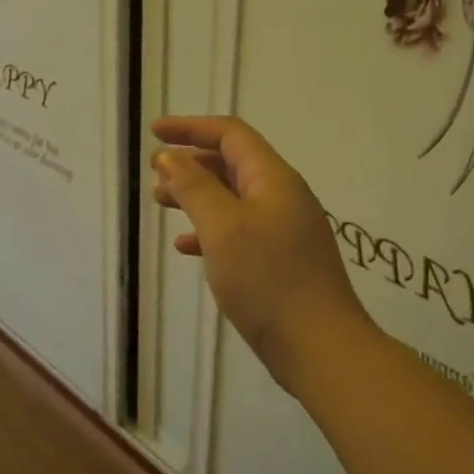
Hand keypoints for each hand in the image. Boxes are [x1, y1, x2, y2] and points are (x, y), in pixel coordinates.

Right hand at [152, 116, 374, 384]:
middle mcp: (282, 196)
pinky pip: (240, 231)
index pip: (231, 134)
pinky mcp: (281, 261)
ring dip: (197, 195)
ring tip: (162, 203)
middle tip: (155, 173)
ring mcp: (284, 230)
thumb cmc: (267, 279)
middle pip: (233, 163)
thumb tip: (169, 156)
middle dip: (192, 162)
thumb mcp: (222, 227)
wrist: (319, 346)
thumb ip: (194, 187)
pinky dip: (211, 230)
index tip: (154, 132)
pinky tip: (185, 247)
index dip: (191, 127)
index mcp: (273, 179)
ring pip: (233, 198)